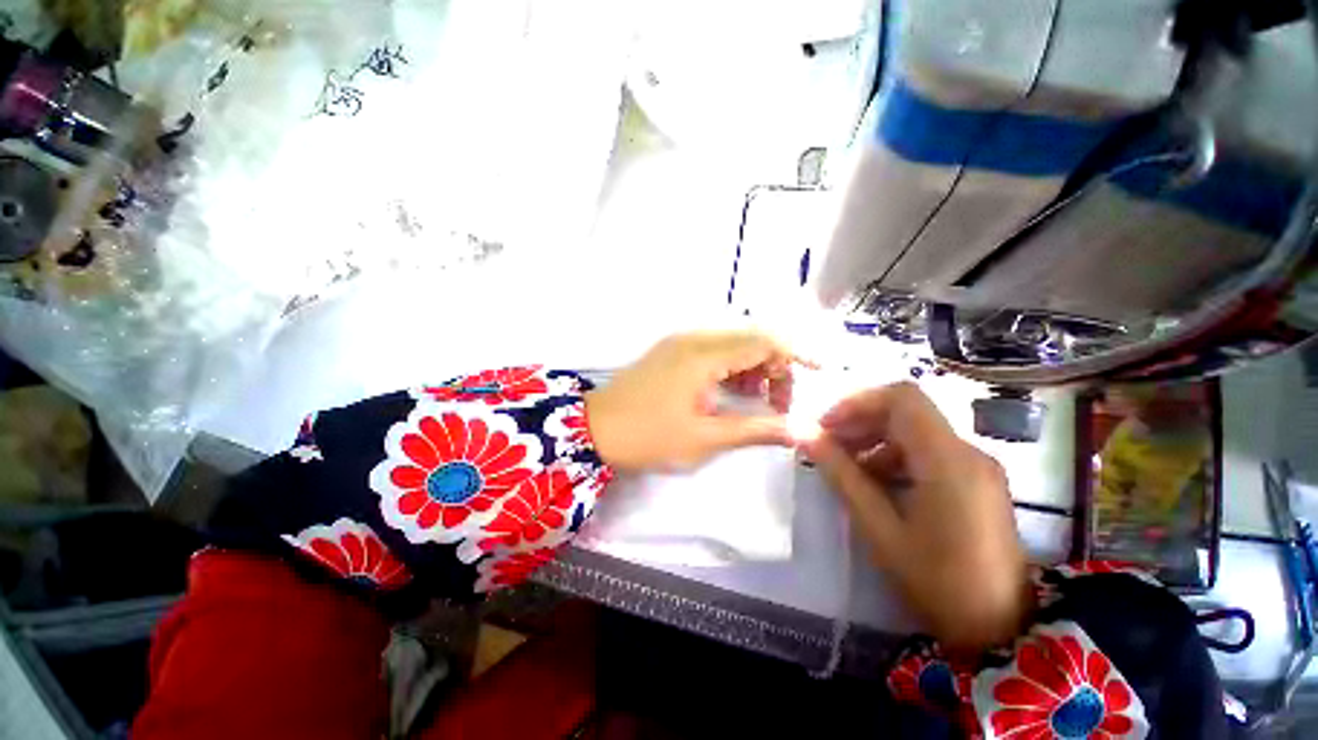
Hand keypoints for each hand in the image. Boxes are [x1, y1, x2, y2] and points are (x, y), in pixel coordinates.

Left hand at [585, 331, 801, 471]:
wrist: (593, 429)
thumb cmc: (648, 436)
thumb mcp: (704, 438)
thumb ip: (755, 429)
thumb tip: (801, 431)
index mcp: (703, 354)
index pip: (764, 340)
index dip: (796, 353)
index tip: (820, 372)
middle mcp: (694, 338)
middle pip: (752, 337)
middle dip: (777, 365)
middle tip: (780, 402)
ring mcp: (681, 341)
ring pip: (734, 342)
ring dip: (755, 365)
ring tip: (758, 399)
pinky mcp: (673, 350)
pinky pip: (715, 349)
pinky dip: (734, 366)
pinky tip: (732, 390)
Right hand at [804, 383, 1029, 651]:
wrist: (1001, 630)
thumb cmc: (936, 582)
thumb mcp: (879, 527)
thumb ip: (840, 474)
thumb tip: (803, 434)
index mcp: (947, 460)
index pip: (901, 398)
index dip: (857, 402)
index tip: (826, 425)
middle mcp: (968, 452)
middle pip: (907, 411)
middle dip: (861, 421)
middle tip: (827, 445)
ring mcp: (976, 466)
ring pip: (916, 430)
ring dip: (875, 440)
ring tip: (846, 468)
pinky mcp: (977, 481)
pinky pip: (929, 452)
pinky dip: (895, 456)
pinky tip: (876, 483)